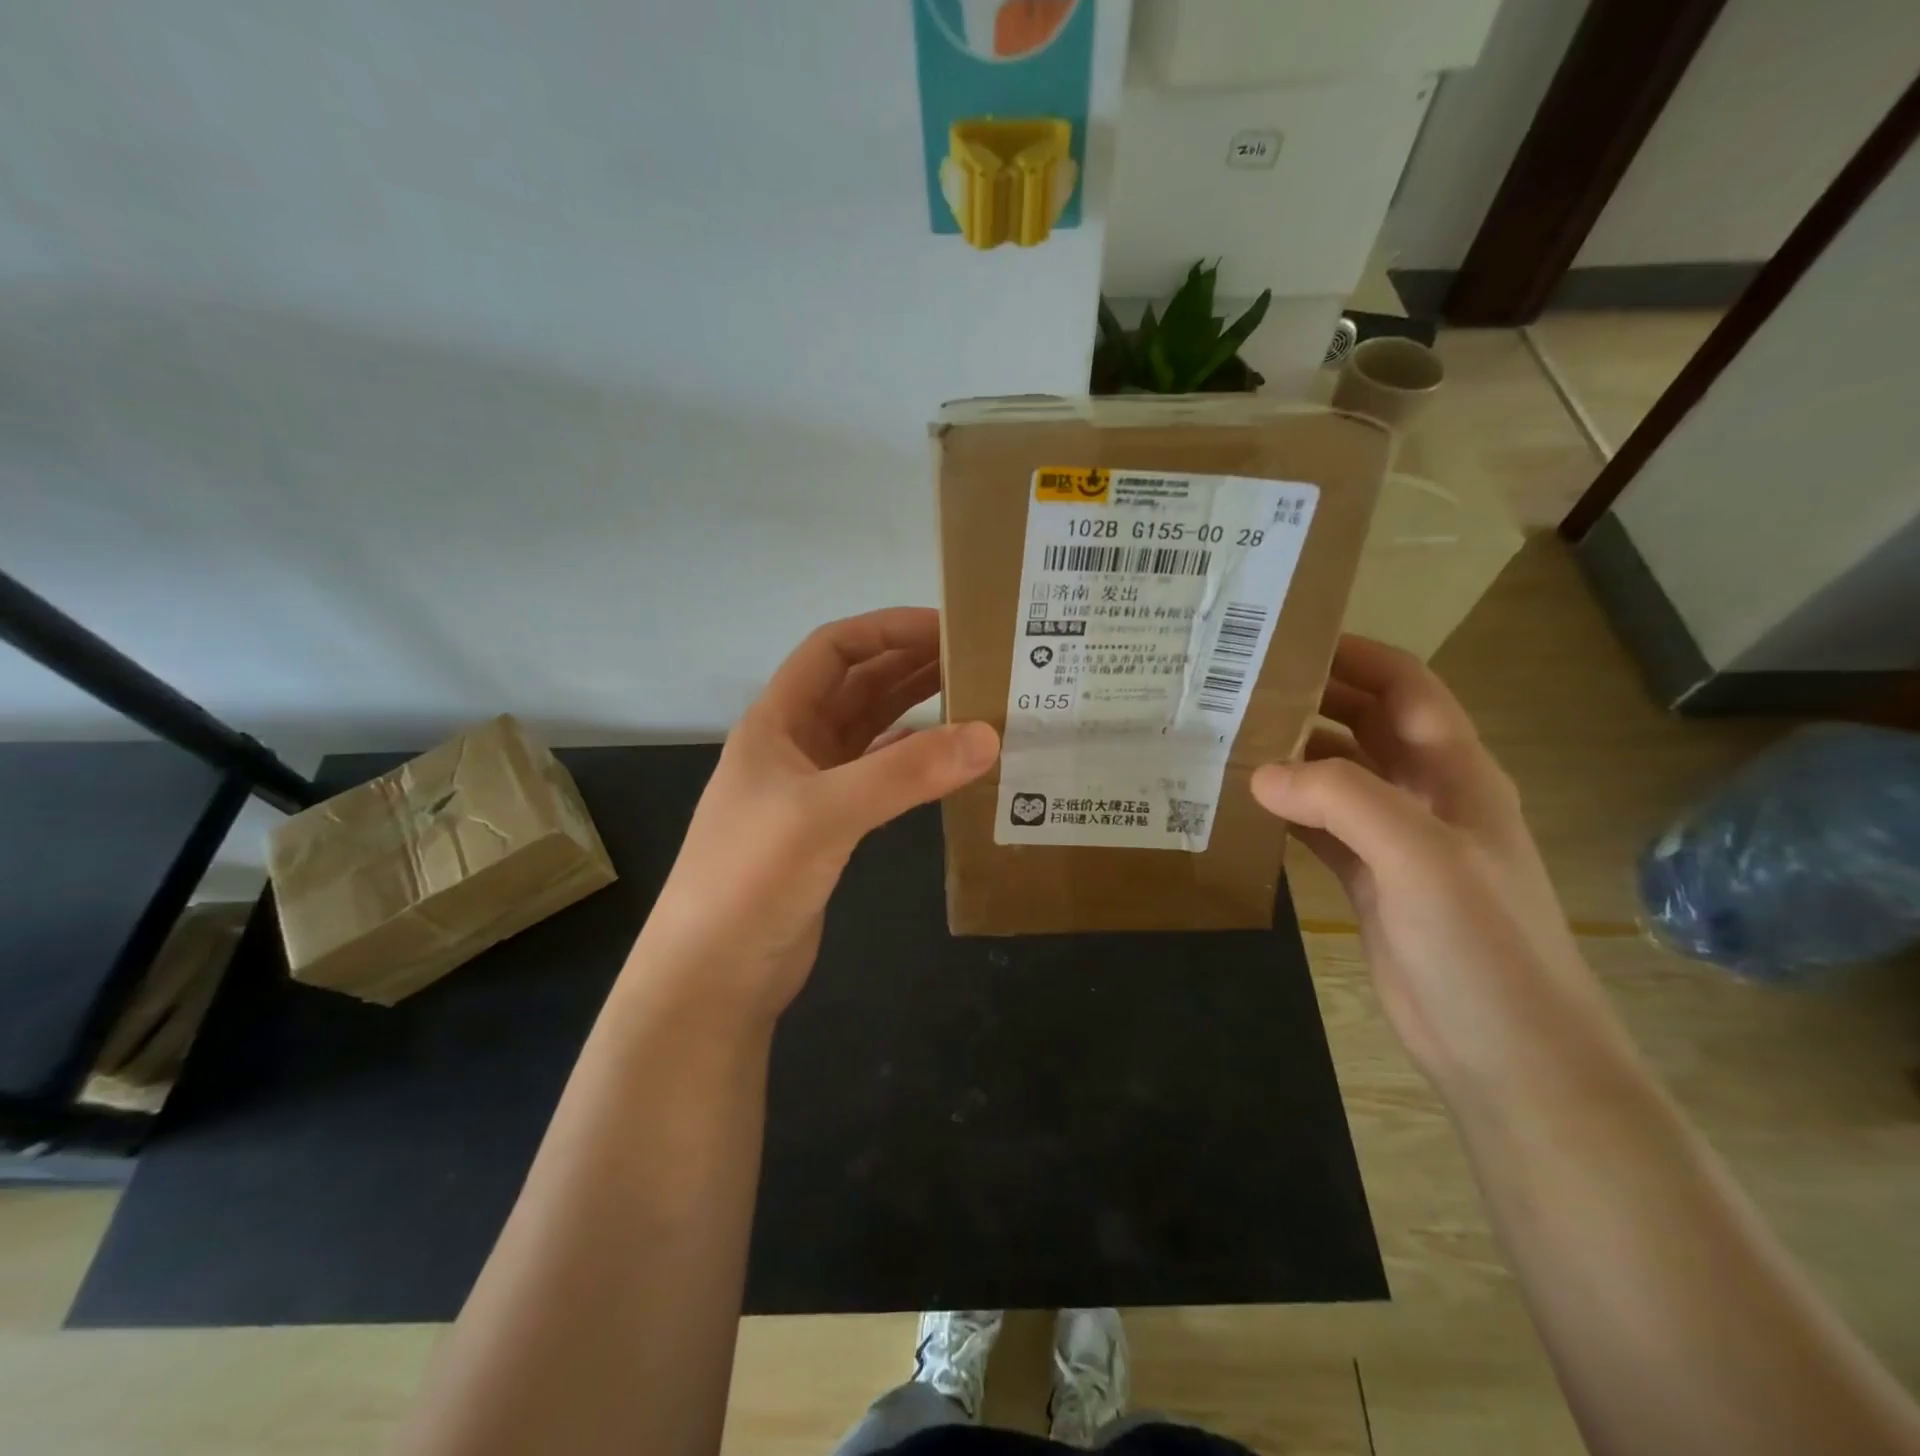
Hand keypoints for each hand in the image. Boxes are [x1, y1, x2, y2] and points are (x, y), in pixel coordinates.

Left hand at [632, 608, 998, 1016]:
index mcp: (777, 721)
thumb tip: (988, 736)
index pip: (833, 649)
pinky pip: (878, 777)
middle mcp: (794, 745)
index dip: (886, 629)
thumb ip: (906, 773)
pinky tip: (947, 760)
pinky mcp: (829, 829)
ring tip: (974, 698)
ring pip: (871, 731)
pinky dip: (912, 762)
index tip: (947, 626)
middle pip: (857, 686)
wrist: (713, 974)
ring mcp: (811, 789)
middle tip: (977, 659)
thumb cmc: (751, 877)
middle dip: (911, 665)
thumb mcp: (826, 813)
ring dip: (916, 710)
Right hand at [1252, 636, 1629, 1097]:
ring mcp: (1397, 841)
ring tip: (1226, 740)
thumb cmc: (1482, 945)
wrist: (1510, 1055)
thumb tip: (1261, 772)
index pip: (1406, 688)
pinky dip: (1285, 812)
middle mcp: (1426, 795)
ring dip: (1291, 756)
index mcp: (1456, 772)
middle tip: (1237, 688)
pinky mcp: (1369, 881)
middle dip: (1311, 700)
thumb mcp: (1421, 858)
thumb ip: (1343, 800)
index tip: (1287, 641)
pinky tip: (1243, 806)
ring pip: (1337, 777)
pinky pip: (1320, 828)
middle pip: (1365, 725)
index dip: (1356, 656)